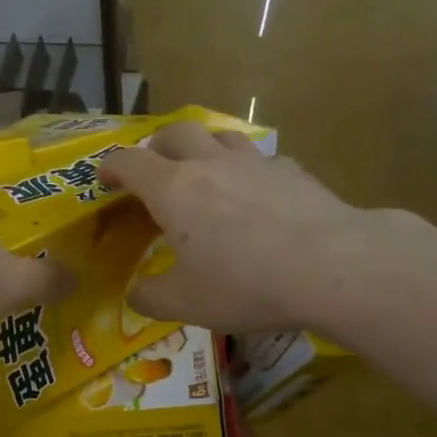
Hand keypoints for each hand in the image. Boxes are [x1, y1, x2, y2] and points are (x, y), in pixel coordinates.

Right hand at [101, 122, 366, 332]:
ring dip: (201, 146)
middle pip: (174, 132)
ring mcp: (254, 162)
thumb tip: (135, 293)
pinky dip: (245, 168)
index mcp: (173, 190)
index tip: (104, 177)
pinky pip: (259, 158)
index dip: (111, 166)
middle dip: (155, 145)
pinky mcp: (292, 171)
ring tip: (201, 169)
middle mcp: (210, 164)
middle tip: (151, 167)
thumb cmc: (245, 284)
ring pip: (219, 135)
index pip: (130, 162)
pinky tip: (254, 193)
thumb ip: (150, 297)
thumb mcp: (185, 304)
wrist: (332, 266)